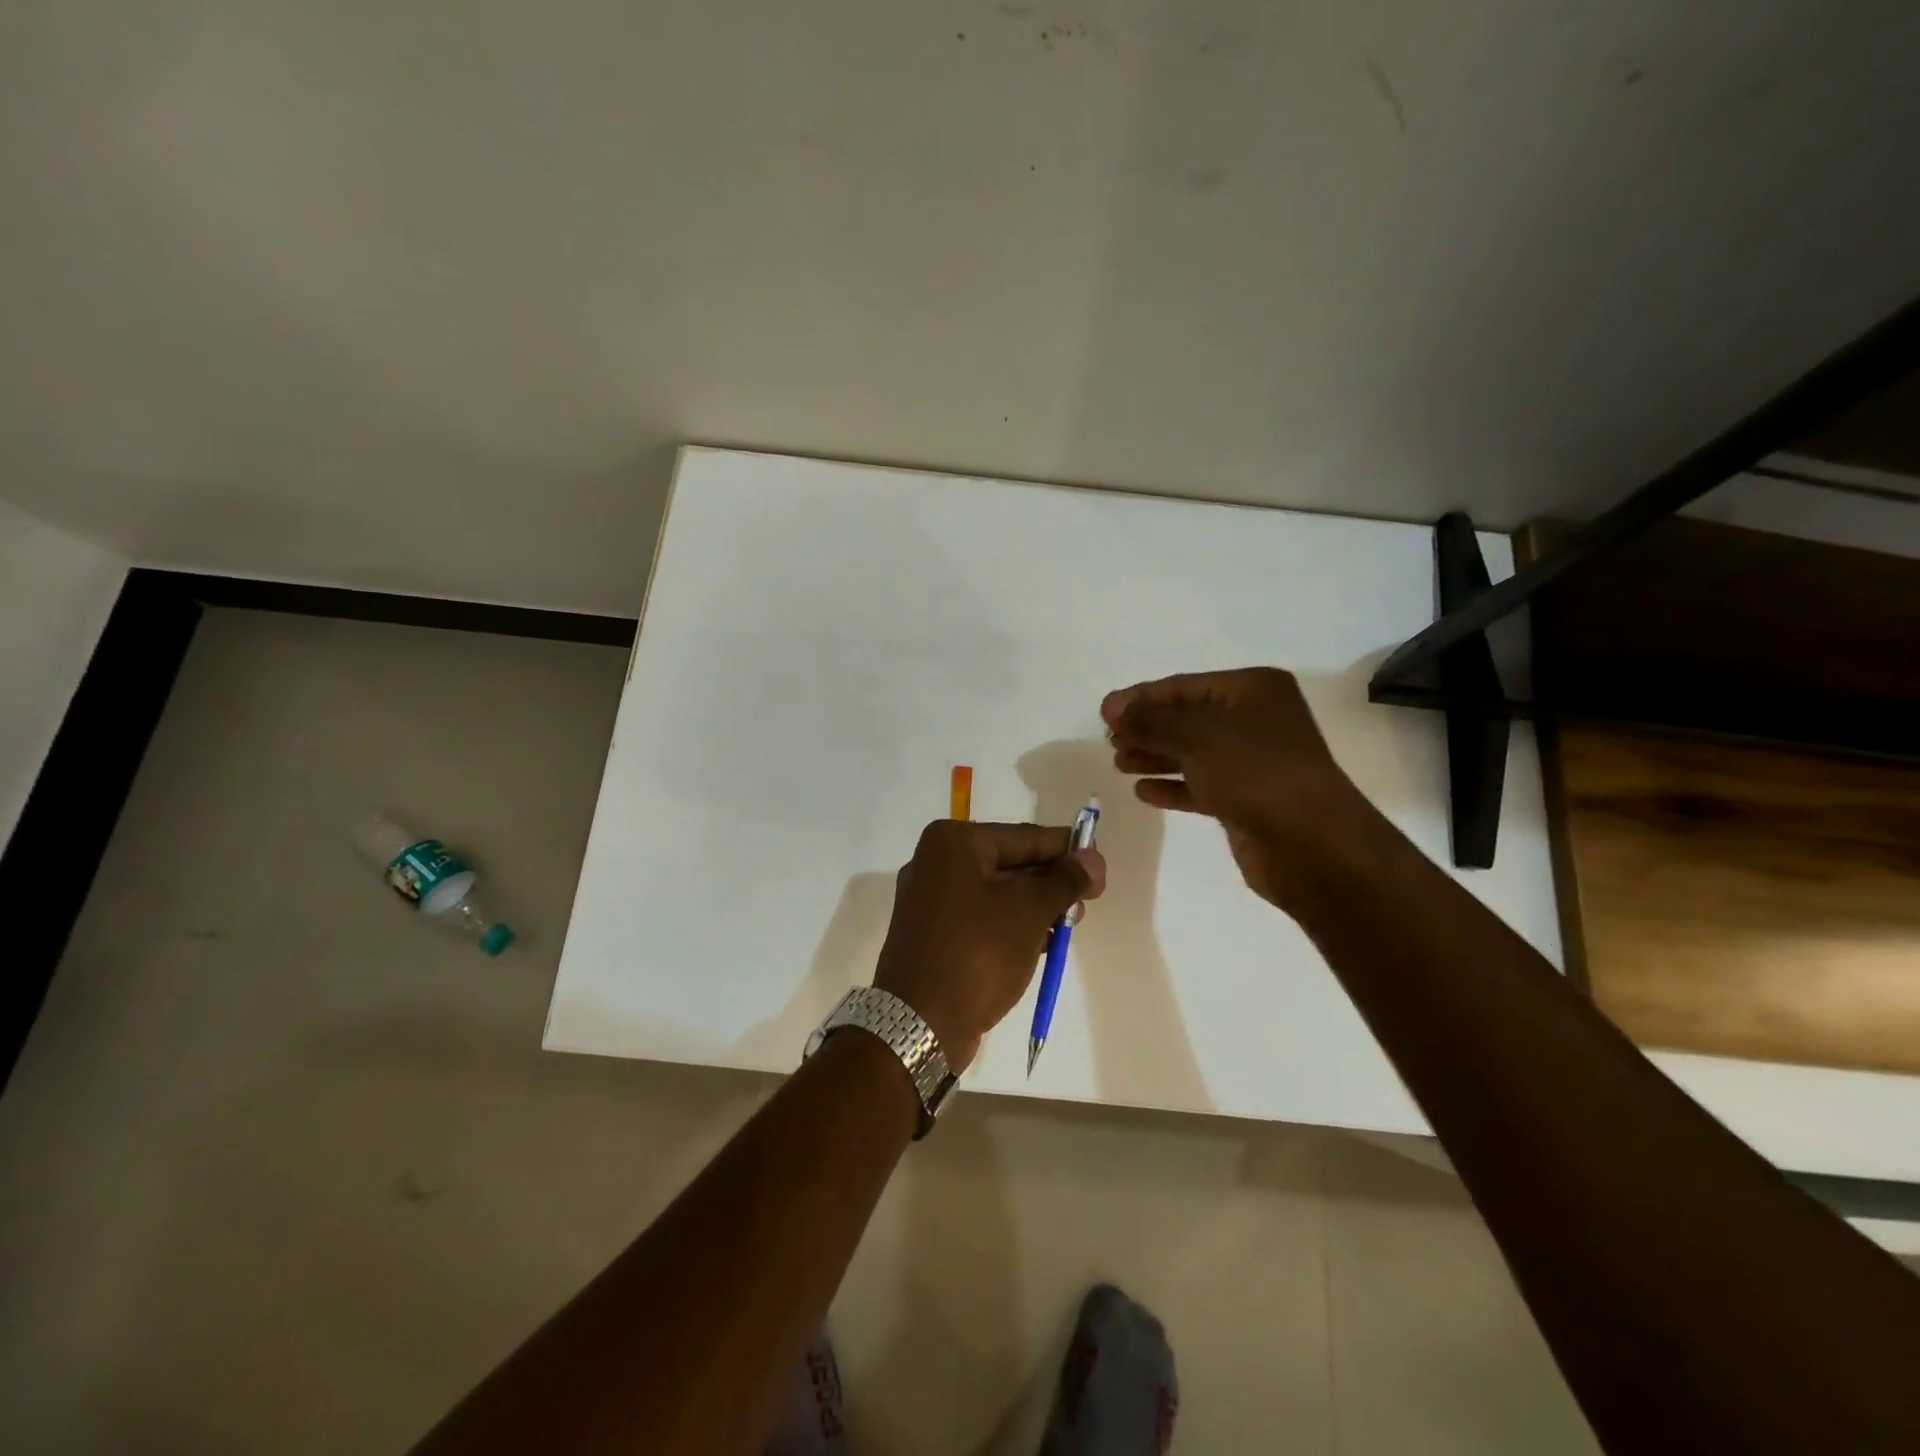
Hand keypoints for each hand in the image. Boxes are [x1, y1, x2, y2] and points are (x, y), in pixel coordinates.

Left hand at [874, 821, 1105, 1072]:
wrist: (920, 1024)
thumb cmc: (977, 953)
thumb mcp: (1029, 911)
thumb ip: (1064, 881)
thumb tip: (1094, 859)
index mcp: (953, 843)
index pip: (1024, 837)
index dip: (1066, 850)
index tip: (1100, 867)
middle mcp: (936, 862)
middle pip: (1010, 862)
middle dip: (1051, 880)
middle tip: (1089, 900)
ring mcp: (931, 900)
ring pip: (998, 892)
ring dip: (1035, 905)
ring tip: (1069, 924)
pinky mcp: (933, 934)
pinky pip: (983, 917)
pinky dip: (1012, 924)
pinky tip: (1042, 942)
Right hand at [1102, 668, 1381, 910]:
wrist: (1310, 844)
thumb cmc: (1254, 772)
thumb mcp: (1195, 736)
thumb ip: (1150, 721)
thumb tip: (1111, 707)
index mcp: (1252, 690)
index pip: (1184, 686)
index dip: (1141, 698)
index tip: (1102, 713)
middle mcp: (1255, 719)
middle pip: (1186, 718)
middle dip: (1146, 729)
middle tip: (1110, 742)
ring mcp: (1253, 761)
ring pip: (1191, 752)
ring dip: (1154, 756)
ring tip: (1119, 764)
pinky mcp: (1246, 798)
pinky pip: (1201, 784)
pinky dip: (1172, 786)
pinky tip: (1143, 792)